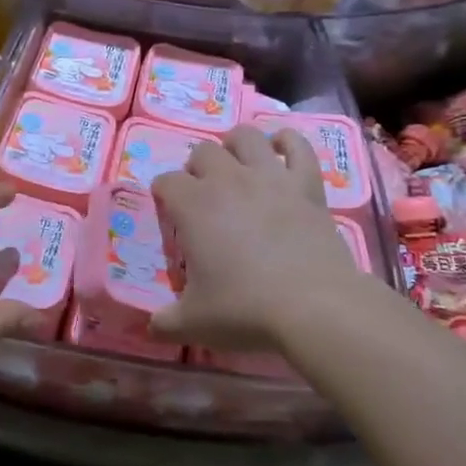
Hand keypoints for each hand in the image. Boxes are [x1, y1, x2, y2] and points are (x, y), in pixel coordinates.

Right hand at [150, 126, 363, 352]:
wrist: (314, 306)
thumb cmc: (245, 309)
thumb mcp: (194, 323)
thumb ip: (166, 322)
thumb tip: (151, 327)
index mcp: (193, 205)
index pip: (167, 182)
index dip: (164, 192)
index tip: (168, 209)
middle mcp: (227, 179)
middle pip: (203, 152)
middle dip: (197, 167)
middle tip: (202, 192)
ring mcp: (269, 177)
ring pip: (245, 137)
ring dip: (235, 144)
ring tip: (236, 162)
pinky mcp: (306, 184)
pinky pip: (298, 147)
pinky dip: (288, 142)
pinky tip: (281, 148)